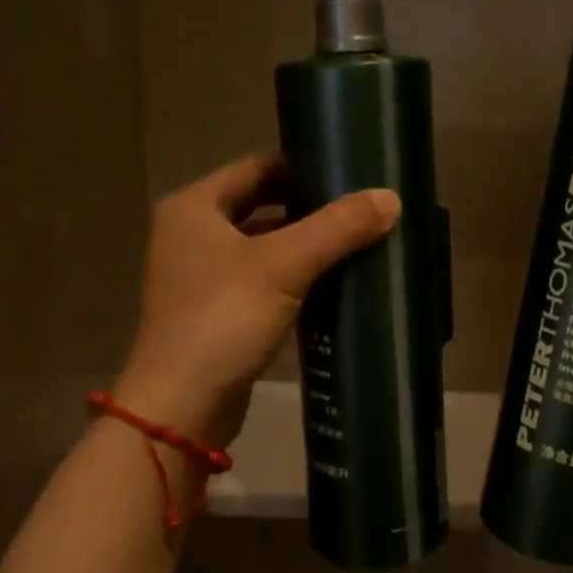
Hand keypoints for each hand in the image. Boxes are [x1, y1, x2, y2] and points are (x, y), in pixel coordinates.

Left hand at [113, 152, 400, 447]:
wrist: (181, 406)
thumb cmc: (223, 319)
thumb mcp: (284, 265)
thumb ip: (337, 228)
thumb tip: (391, 198)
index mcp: (194, 206)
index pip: (258, 167)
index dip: (304, 165)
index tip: (351, 170)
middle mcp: (191, 233)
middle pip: (261, 205)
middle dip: (310, 207)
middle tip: (362, 207)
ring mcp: (201, 275)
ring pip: (263, 245)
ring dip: (304, 244)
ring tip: (357, 239)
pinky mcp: (216, 312)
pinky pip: (262, 279)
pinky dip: (294, 277)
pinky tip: (334, 282)